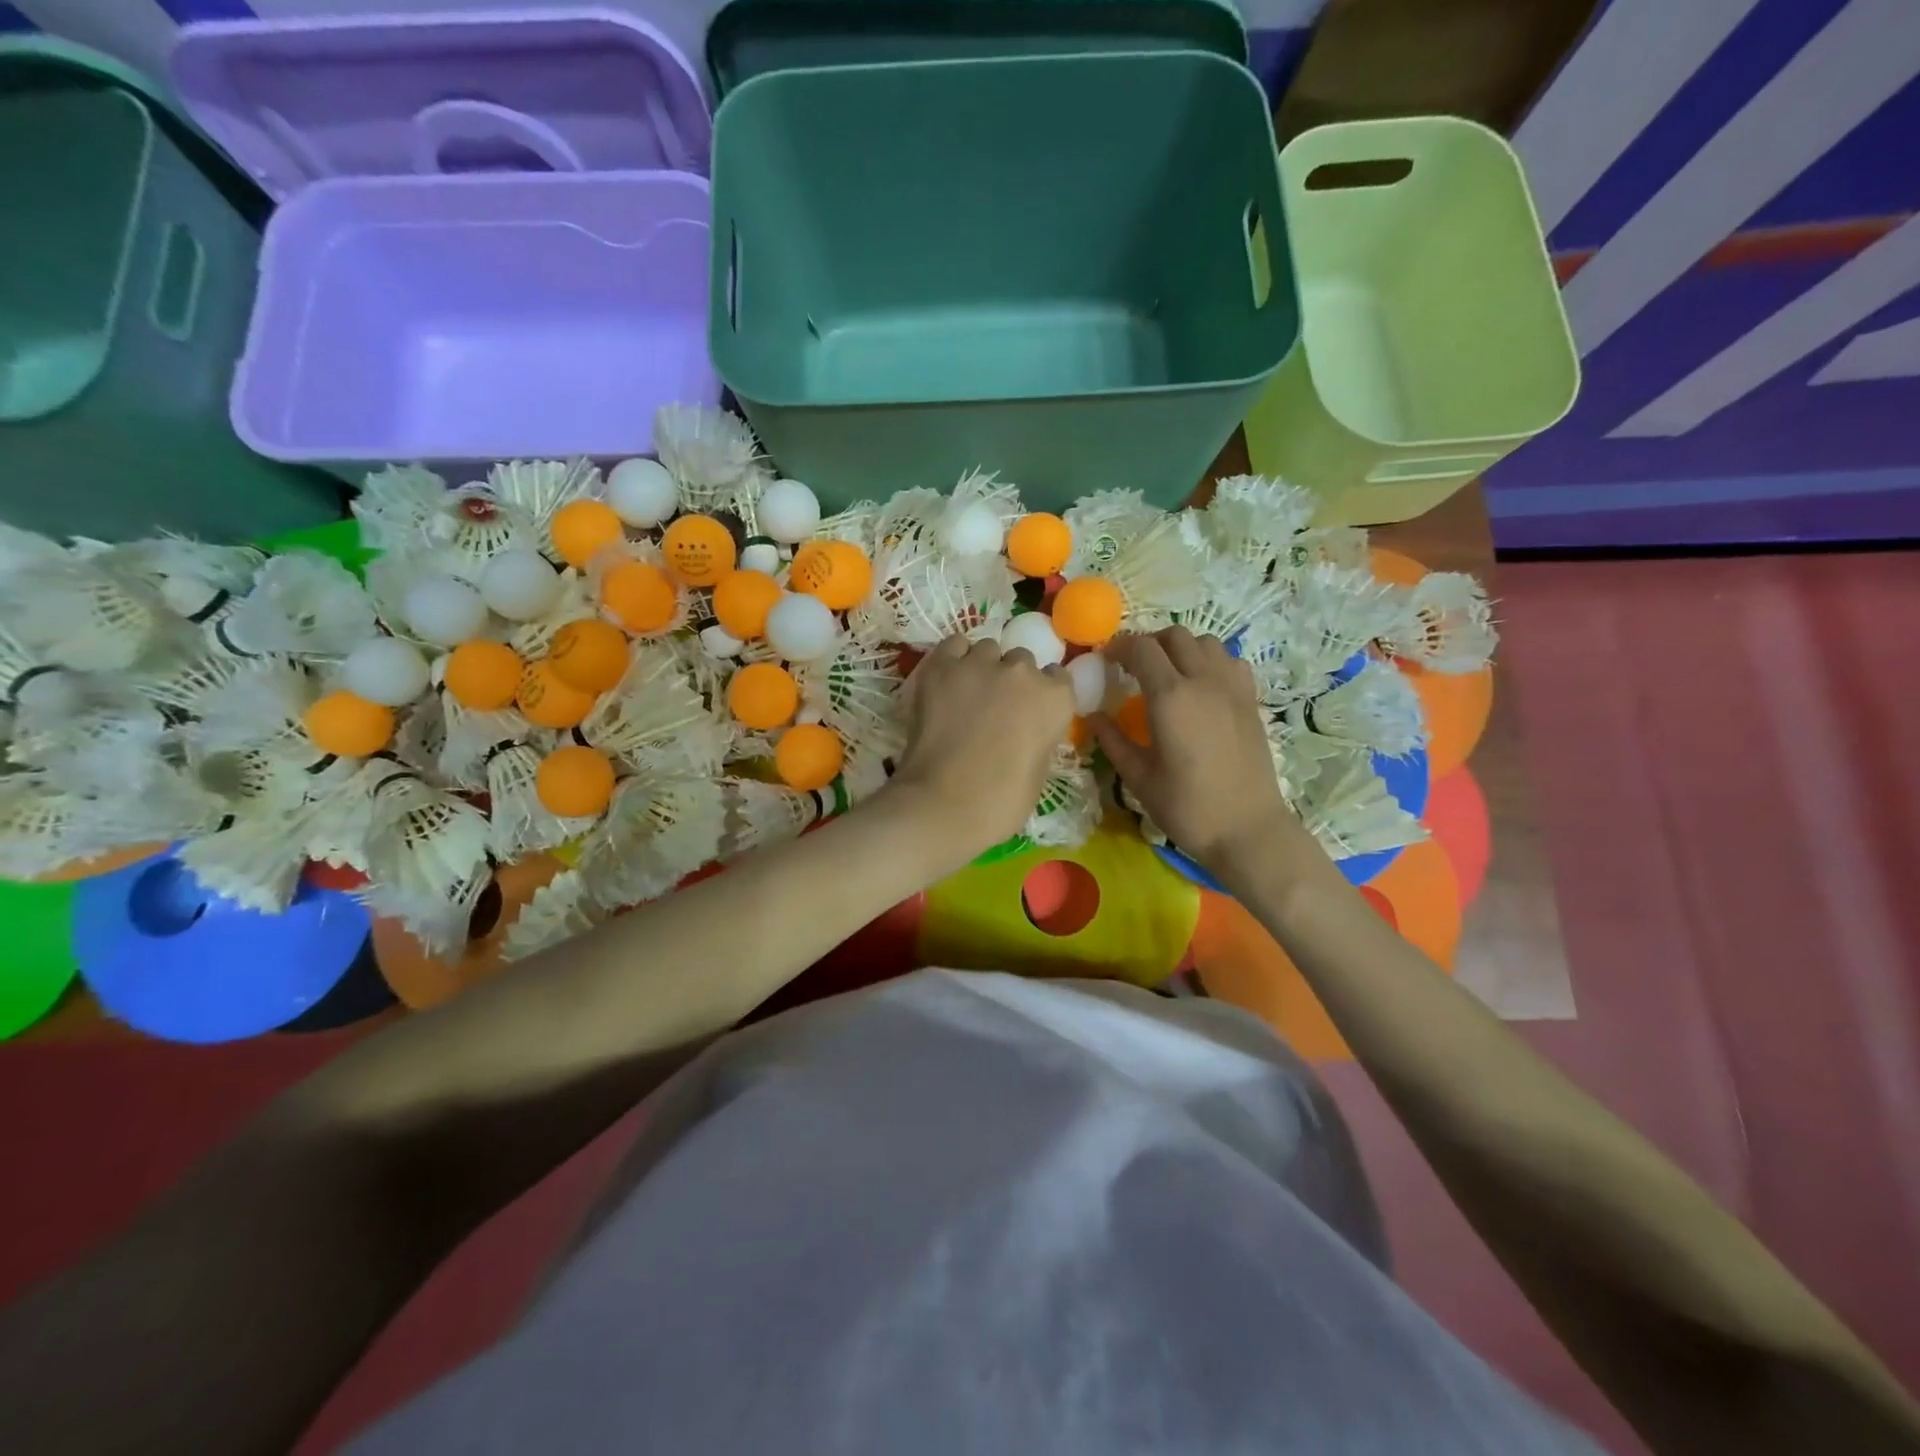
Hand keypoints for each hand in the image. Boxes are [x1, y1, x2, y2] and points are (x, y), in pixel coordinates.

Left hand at [887, 634, 1075, 857]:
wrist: (946, 802)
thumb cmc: (1001, 802)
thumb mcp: (1039, 770)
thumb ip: (1038, 735)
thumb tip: (1023, 729)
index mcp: (1055, 700)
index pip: (1057, 677)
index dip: (1041, 693)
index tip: (1028, 711)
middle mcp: (1023, 672)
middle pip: (1021, 661)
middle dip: (1011, 680)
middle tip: (993, 708)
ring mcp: (981, 664)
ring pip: (987, 650)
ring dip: (982, 667)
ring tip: (966, 694)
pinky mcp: (942, 666)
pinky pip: (954, 645)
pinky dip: (954, 658)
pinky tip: (947, 680)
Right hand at [1093, 628, 1319, 879]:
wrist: (1247, 829)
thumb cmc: (1187, 807)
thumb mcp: (1139, 777)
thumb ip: (1113, 740)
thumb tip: (1092, 716)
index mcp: (1170, 697)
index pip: (1142, 648)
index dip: (1120, 648)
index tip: (1106, 661)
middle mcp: (1203, 681)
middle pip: (1175, 635)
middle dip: (1149, 643)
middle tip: (1134, 666)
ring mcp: (1232, 688)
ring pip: (1206, 642)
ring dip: (1182, 648)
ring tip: (1168, 672)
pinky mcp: (1251, 700)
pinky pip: (1230, 661)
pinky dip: (1211, 661)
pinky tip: (1202, 685)